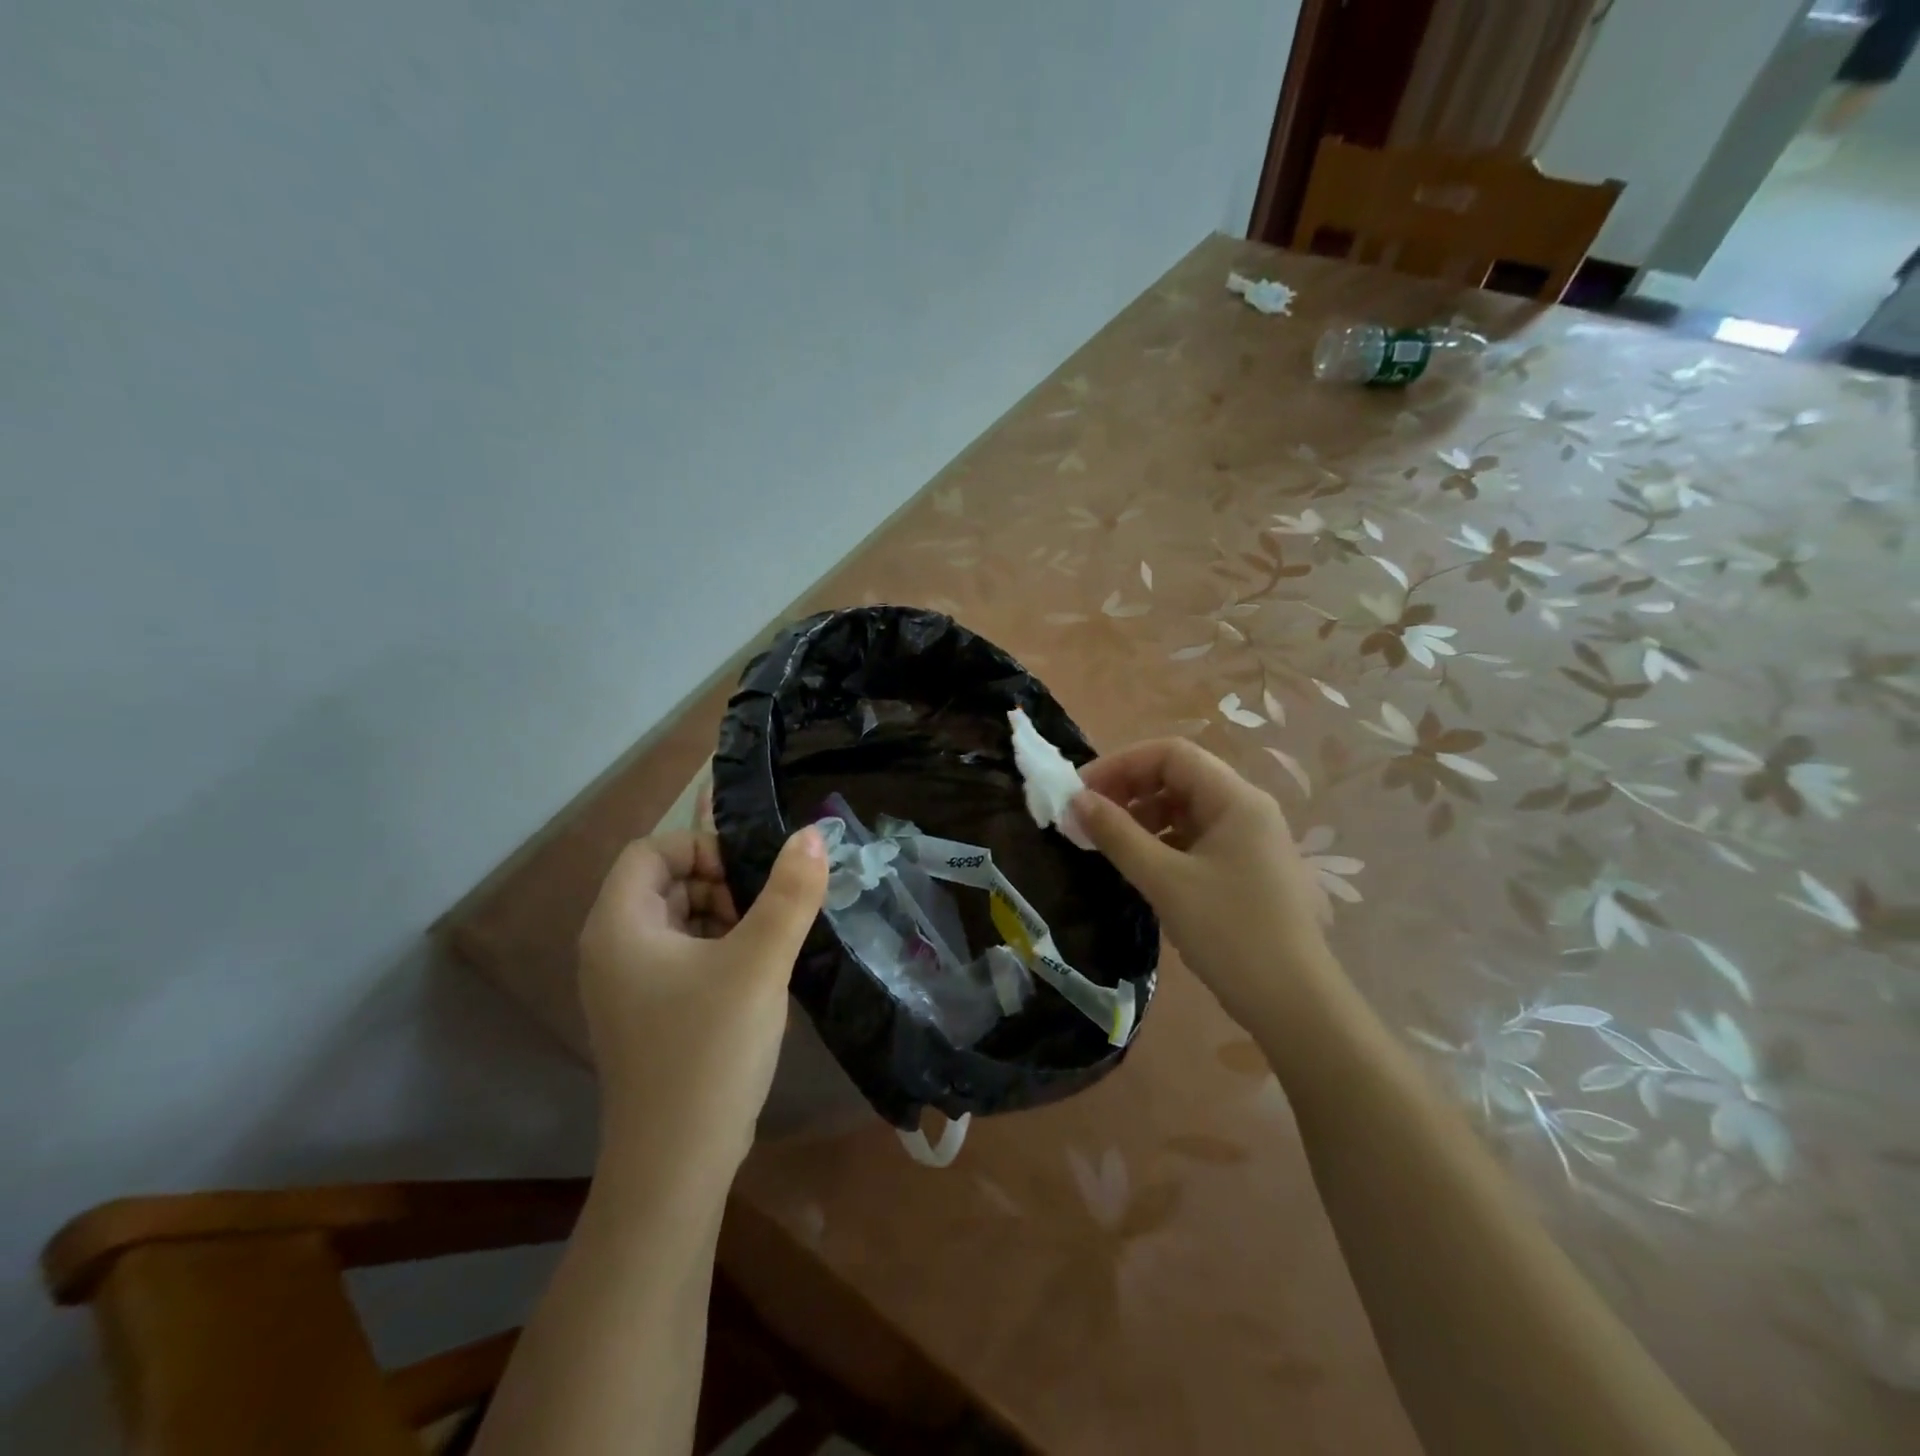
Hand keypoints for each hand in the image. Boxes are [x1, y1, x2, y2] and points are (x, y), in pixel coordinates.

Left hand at [577, 827, 826, 1183]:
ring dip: (726, 917)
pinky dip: (720, 950)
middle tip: (767, 913)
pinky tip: (756, 976)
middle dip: (721, 884)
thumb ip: (790, 893)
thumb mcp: (759, 962)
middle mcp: (612, 949)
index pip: (652, 850)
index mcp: (619, 925)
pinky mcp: (650, 1014)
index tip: (751, 877)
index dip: (703, 848)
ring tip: (768, 944)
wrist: (676, 1164)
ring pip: (679, 920)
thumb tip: (813, 833)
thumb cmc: (709, 1050)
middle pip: (665, 882)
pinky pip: (683, 957)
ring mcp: (628, 986)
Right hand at [1072, 739, 1341, 1034]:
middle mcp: (1246, 809)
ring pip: (1185, 809)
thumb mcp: (1165, 881)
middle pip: (1178, 777)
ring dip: (1142, 818)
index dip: (1121, 764)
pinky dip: (1161, 843)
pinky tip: (1138, 865)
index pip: (1171, 754)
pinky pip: (1195, 838)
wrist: (1294, 1005)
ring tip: (1106, 843)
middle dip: (1129, 790)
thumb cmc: (1229, 933)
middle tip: (1087, 818)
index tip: (1081, 791)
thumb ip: (1117, 835)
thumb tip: (1075, 801)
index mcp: (1235, 799)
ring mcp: (1249, 840)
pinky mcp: (1244, 869)